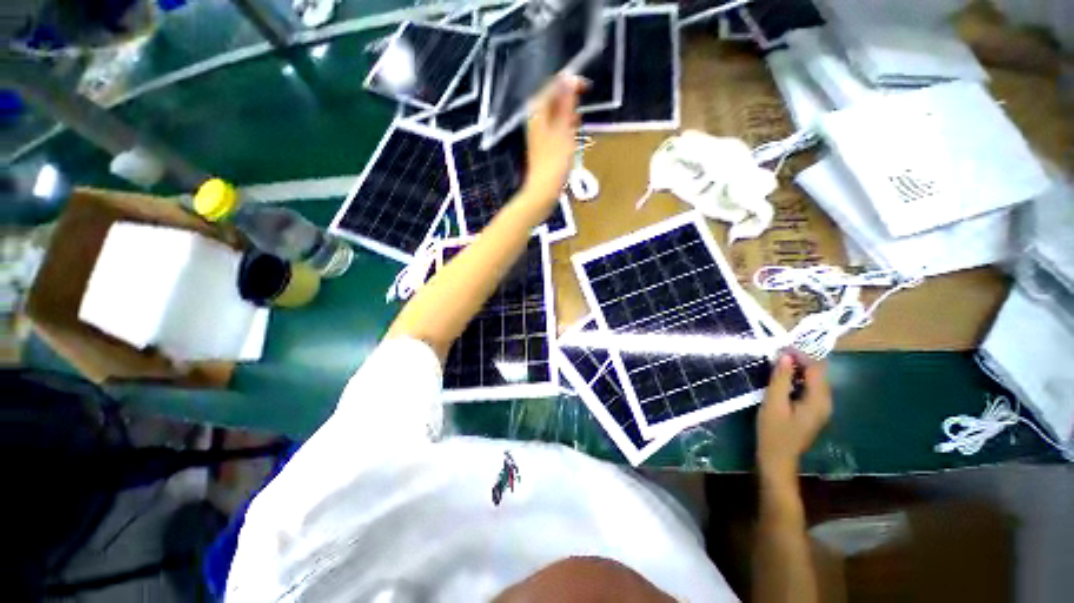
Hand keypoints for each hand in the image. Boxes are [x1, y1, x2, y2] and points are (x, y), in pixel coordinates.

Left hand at [523, 76, 583, 204]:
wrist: (543, 191)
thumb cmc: (555, 162)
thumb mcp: (564, 130)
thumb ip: (566, 104)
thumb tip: (569, 78)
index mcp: (537, 112)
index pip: (553, 86)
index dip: (570, 83)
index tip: (587, 87)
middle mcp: (535, 119)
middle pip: (553, 100)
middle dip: (569, 101)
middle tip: (581, 111)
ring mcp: (538, 133)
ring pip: (555, 115)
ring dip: (568, 116)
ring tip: (578, 125)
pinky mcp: (542, 145)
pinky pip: (555, 128)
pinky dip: (565, 128)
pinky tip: (572, 136)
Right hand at [757, 352, 832, 485]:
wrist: (777, 458)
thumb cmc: (774, 431)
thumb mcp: (773, 402)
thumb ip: (780, 378)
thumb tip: (785, 356)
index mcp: (819, 400)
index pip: (816, 368)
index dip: (801, 354)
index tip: (782, 346)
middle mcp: (825, 402)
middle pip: (818, 373)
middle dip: (800, 359)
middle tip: (778, 352)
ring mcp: (821, 407)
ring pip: (814, 380)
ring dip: (798, 368)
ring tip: (778, 361)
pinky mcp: (813, 411)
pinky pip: (809, 388)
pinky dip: (798, 378)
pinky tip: (783, 377)